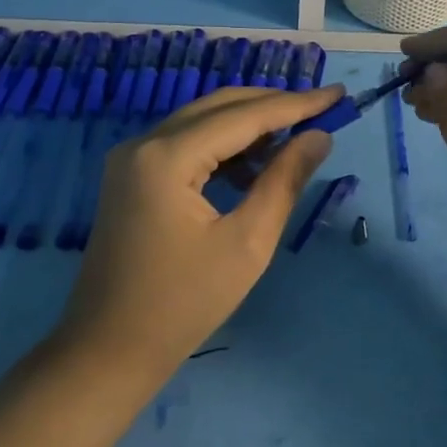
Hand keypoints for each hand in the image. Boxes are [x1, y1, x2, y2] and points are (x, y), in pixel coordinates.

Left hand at [59, 84, 344, 376]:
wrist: (107, 352)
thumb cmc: (183, 304)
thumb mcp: (248, 243)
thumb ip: (284, 181)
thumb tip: (319, 136)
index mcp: (168, 157)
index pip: (244, 116)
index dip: (296, 104)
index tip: (339, 94)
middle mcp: (144, 143)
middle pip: (220, 106)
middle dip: (274, 105)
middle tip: (323, 108)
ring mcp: (132, 157)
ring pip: (202, 120)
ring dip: (249, 123)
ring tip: (297, 135)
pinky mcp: (131, 175)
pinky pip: (186, 142)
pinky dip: (224, 144)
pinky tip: (255, 163)